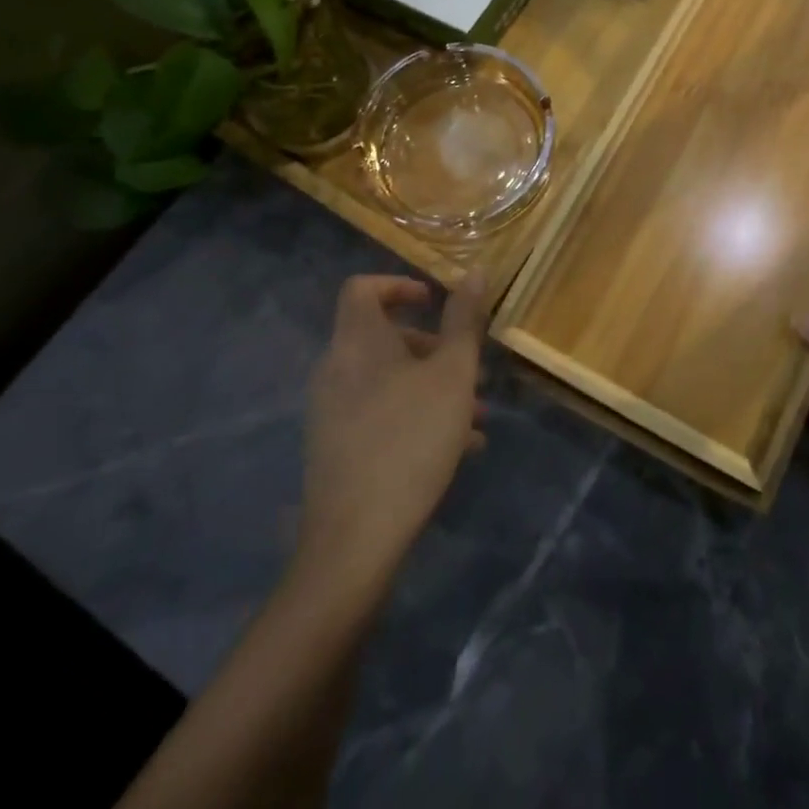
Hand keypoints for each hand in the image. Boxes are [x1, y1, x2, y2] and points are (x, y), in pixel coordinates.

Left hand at [296, 272, 488, 588]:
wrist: (356, 537)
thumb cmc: (411, 439)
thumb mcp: (453, 375)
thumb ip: (465, 321)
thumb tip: (477, 270)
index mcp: (357, 341)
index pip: (362, 288)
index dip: (399, 285)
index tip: (435, 302)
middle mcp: (336, 369)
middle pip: (383, 337)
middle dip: (433, 347)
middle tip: (470, 369)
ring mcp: (331, 410)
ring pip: (387, 379)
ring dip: (431, 386)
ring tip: (476, 415)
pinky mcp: (335, 447)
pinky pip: (378, 412)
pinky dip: (414, 414)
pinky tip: (457, 448)